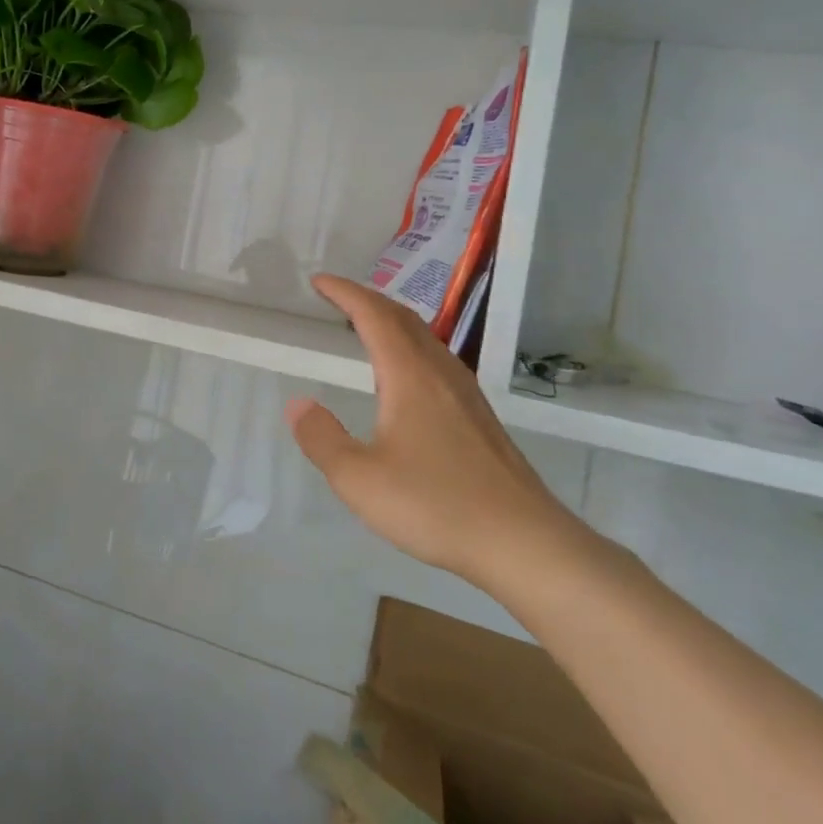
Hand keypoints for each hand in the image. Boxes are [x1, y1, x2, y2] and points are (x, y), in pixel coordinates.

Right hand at [286, 274, 587, 591]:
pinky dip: (409, 346)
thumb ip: (322, 438)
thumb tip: (298, 404)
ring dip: (391, 321)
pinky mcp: (479, 416)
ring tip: (365, 327)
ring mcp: (466, 392)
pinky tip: (405, 376)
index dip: (344, 292)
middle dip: (367, 299)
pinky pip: (436, 358)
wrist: (523, 542)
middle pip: (402, 317)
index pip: (373, 315)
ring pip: (424, 337)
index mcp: (410, 374)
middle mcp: (440, 371)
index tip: (318, 281)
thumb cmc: (436, 504)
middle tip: (336, 297)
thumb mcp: (359, 479)